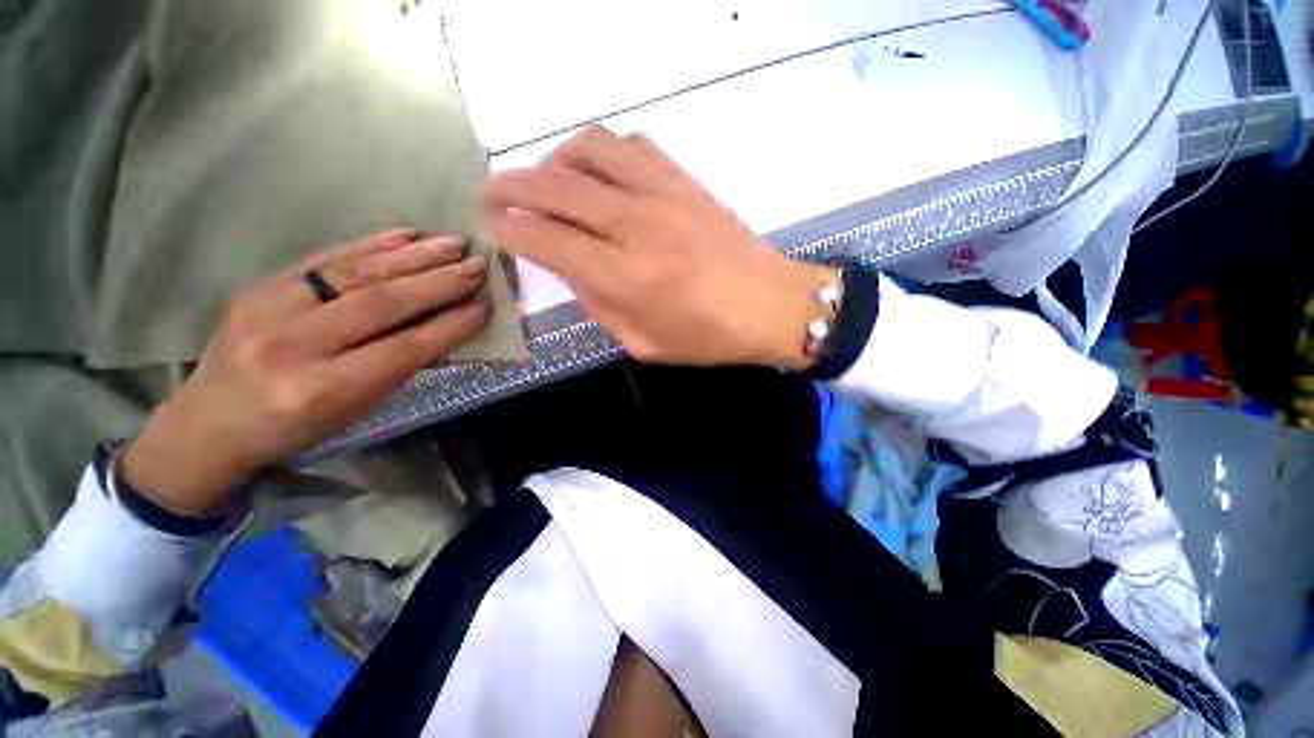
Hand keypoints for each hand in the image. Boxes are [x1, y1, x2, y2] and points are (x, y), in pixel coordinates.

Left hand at [121, 229, 491, 514]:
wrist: (209, 421)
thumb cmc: (295, 428)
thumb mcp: (356, 410)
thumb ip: (400, 367)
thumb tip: (447, 328)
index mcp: (323, 389)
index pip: (404, 348)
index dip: (450, 324)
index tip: (485, 305)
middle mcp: (294, 345)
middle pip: (381, 303)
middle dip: (438, 282)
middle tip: (477, 266)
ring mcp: (268, 307)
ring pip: (356, 273)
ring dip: (413, 256)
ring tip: (453, 244)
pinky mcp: (258, 285)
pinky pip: (325, 258)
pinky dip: (371, 244)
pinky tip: (405, 235)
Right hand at [484, 125, 832, 367]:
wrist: (769, 305)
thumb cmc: (709, 337)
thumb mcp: (644, 343)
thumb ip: (600, 306)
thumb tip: (572, 270)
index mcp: (626, 278)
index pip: (549, 241)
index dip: (511, 231)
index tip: (494, 228)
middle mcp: (638, 227)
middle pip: (557, 188)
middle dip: (512, 187)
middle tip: (493, 193)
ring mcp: (664, 195)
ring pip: (590, 151)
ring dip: (555, 160)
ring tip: (547, 180)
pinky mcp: (686, 181)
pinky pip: (632, 147)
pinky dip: (602, 152)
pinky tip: (598, 172)